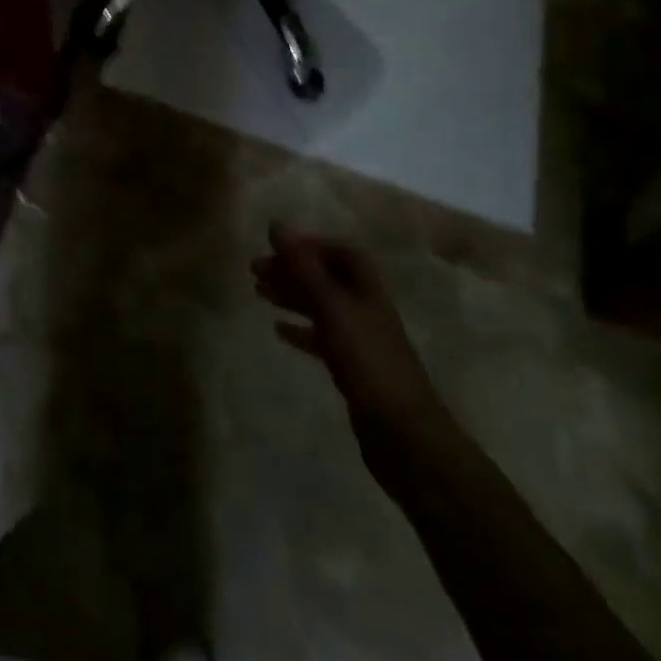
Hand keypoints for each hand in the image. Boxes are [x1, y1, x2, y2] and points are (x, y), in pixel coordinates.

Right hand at [252, 225, 444, 455]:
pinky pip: (321, 338)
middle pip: (326, 278)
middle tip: (255, 270)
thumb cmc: (369, 362)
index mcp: (367, 290)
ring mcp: (360, 340)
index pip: (342, 253)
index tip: (277, 247)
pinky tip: (278, 330)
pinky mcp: (352, 368)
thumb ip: (303, 268)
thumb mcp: (333, 308)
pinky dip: (299, 330)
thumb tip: (275, 224)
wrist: (405, 436)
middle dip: (293, 270)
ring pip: (321, 306)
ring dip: (292, 296)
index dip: (311, 246)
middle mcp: (365, 309)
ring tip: (259, 292)